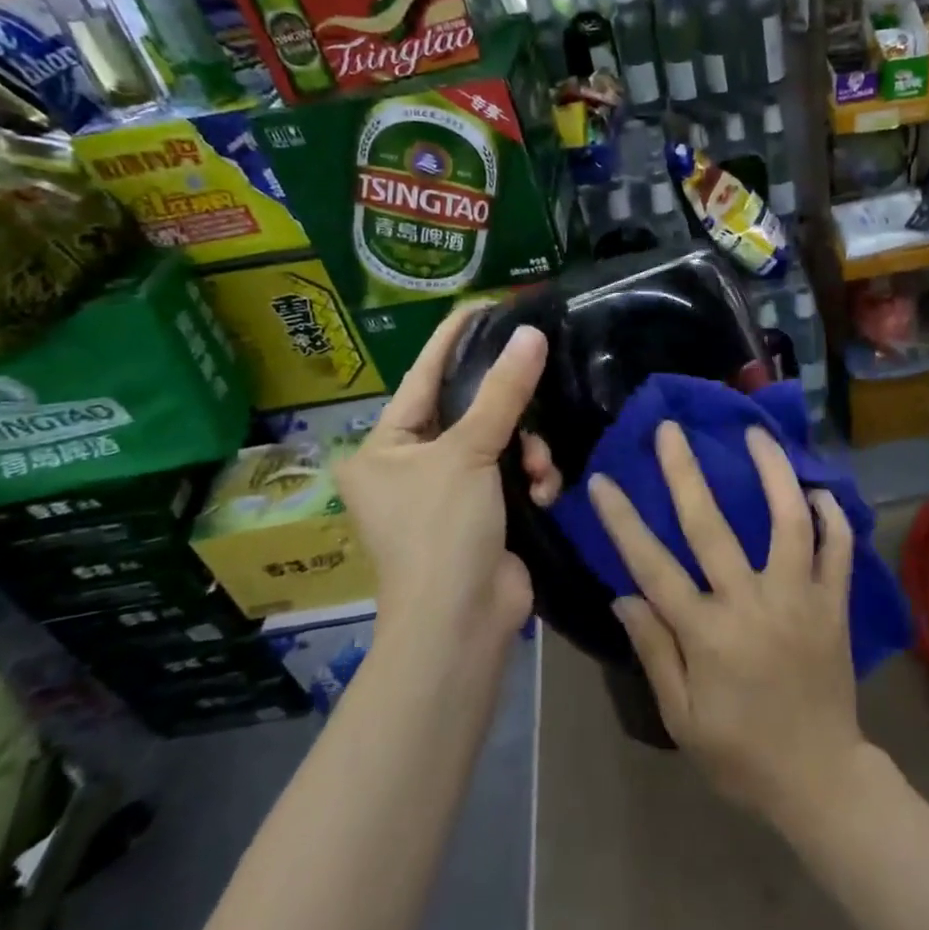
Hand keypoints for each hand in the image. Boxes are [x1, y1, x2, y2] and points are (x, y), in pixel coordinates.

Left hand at [336, 303, 560, 641]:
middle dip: (508, 408)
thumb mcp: (469, 453)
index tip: (488, 305)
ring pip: (500, 440)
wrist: (462, 625)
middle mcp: (411, 464)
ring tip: (538, 470)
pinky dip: (532, 478)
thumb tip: (531, 334)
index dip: (454, 338)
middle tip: (539, 379)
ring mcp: (448, 491)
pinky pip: (514, 472)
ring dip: (527, 450)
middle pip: (469, 408)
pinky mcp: (483, 512)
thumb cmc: (442, 531)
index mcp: (384, 446)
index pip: (422, 375)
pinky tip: (543, 492)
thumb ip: (503, 392)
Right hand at [589, 422, 869, 825]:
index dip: (623, 521)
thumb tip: (624, 594)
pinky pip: (839, 549)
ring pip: (788, 521)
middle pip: (713, 526)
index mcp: (706, 633)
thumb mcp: (681, 717)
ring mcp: (800, 597)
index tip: (603, 480)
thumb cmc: (741, 752)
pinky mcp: (836, 604)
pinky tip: (819, 489)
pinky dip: (832, 516)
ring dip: (773, 472)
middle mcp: (752, 602)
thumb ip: (654, 650)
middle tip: (672, 429)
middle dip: (686, 472)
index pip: (653, 565)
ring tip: (757, 434)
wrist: (820, 779)